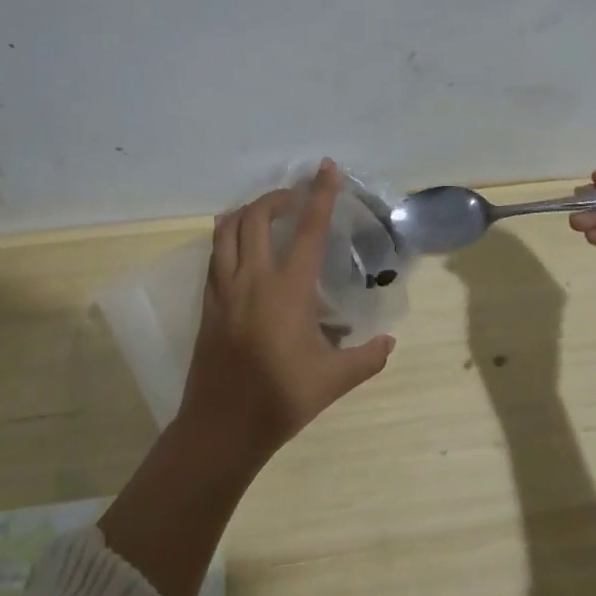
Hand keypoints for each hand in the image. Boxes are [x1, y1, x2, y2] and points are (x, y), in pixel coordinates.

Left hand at [180, 158, 395, 465]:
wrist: (221, 428)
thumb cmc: (280, 400)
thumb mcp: (334, 381)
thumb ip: (367, 357)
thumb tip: (388, 342)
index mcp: (288, 291)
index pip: (308, 230)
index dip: (320, 195)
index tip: (326, 168)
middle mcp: (252, 280)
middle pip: (257, 217)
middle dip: (277, 197)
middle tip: (296, 198)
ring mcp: (223, 289)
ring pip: (226, 230)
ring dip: (248, 212)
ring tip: (267, 213)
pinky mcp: (207, 303)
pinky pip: (214, 254)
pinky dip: (228, 236)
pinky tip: (240, 246)